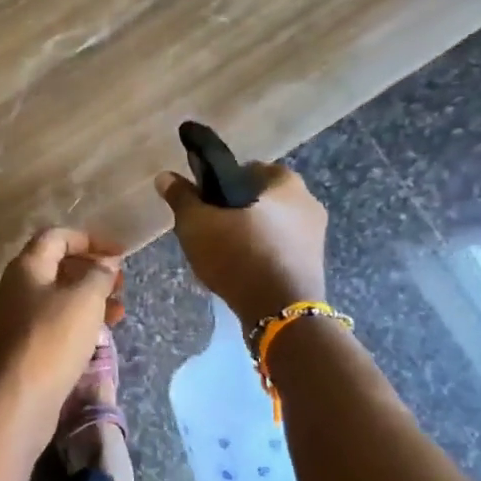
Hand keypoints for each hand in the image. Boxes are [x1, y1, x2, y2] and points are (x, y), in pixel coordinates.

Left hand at [0, 228, 122, 433]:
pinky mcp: (26, 347)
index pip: (57, 237)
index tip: (121, 253)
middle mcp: (18, 288)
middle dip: (93, 270)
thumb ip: (99, 275)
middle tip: (121, 284)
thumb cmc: (52, 339)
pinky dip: (81, 323)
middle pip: (58, 267)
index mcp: (27, 267)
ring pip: (60, 298)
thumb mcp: (85, 299)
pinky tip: (102, 335)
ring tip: (120, 311)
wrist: (17, 398)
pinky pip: (57, 324)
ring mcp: (19, 319)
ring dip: (91, 299)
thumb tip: (106, 264)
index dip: (90, 239)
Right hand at [155, 161, 329, 324]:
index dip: (222, 182)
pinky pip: (280, 251)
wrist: (280, 311)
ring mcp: (315, 236)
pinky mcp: (313, 265)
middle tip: (209, 230)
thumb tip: (165, 176)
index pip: (248, 169)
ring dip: (250, 235)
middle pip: (261, 199)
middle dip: (237, 211)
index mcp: (285, 182)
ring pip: (271, 227)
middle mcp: (308, 202)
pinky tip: (242, 272)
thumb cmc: (239, 255)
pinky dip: (262, 256)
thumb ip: (182, 198)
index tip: (204, 202)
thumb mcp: (197, 224)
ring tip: (222, 254)